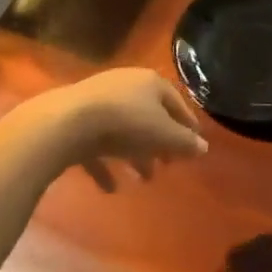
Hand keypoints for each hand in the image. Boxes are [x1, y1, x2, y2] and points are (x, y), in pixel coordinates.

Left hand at [43, 68, 207, 190]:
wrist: (67, 123)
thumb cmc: (126, 123)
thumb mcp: (164, 135)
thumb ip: (185, 143)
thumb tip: (203, 147)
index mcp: (150, 83)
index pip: (176, 103)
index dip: (188, 125)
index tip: (195, 145)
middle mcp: (125, 86)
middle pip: (149, 116)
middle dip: (160, 142)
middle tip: (169, 165)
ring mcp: (97, 102)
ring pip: (123, 130)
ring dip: (135, 154)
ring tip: (144, 179)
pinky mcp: (75, 122)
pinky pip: (96, 145)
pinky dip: (105, 165)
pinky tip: (111, 188)